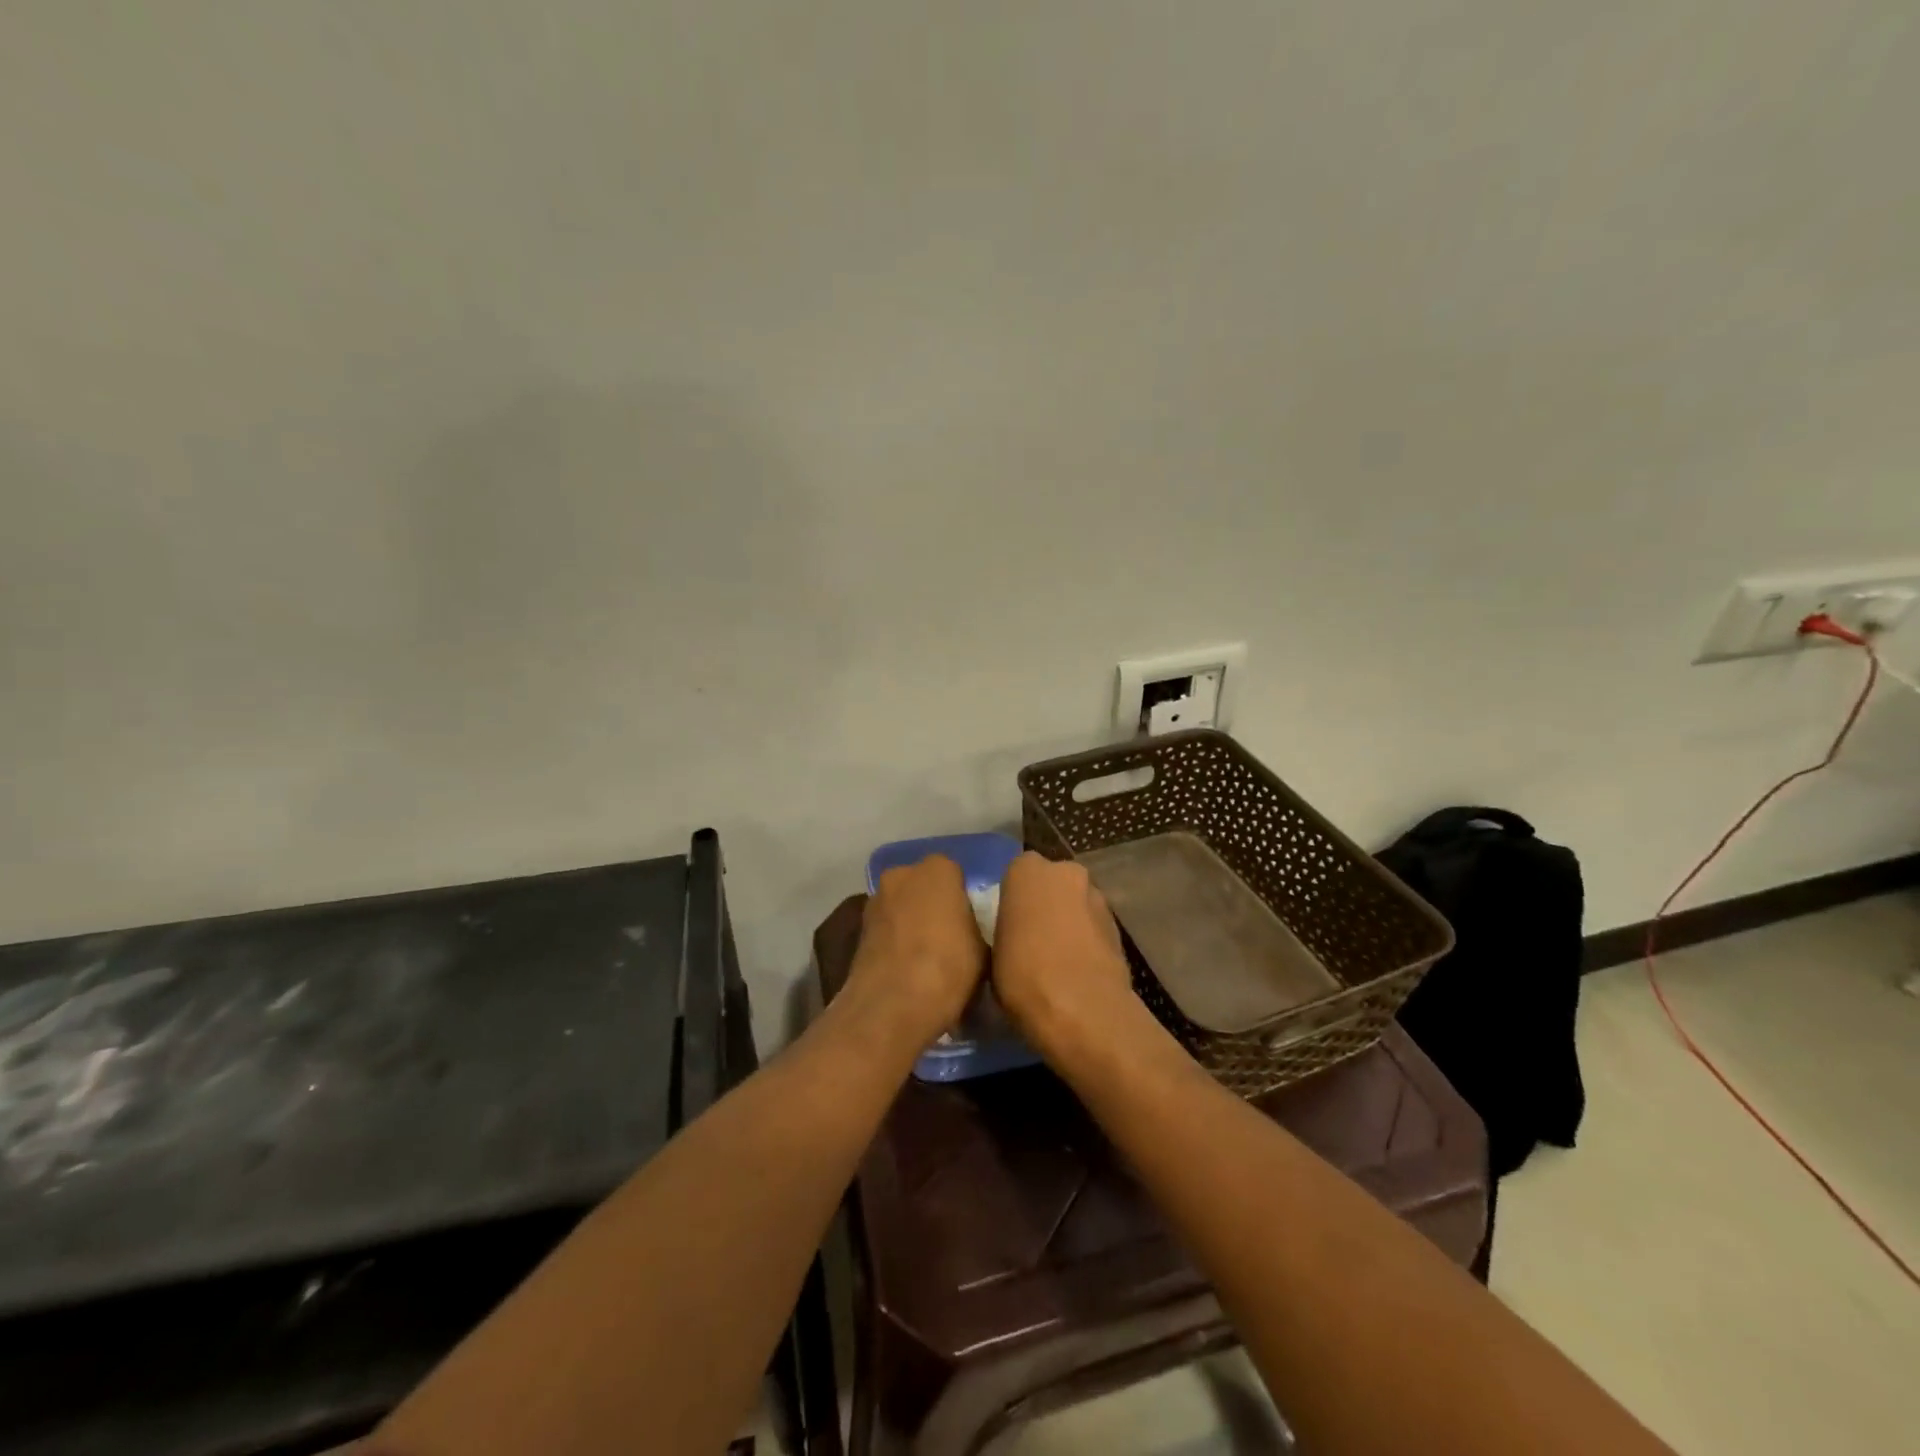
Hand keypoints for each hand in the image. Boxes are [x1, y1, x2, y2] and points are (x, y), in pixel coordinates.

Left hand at [844, 854, 986, 1051]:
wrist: (892, 1006)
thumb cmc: (948, 968)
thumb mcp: (982, 949)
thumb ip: (972, 926)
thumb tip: (965, 931)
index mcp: (938, 869)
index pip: (955, 874)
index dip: (962, 899)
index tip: (969, 923)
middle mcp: (901, 874)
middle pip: (922, 885)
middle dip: (931, 904)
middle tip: (947, 936)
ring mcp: (875, 900)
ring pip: (901, 905)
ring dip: (910, 921)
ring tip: (924, 956)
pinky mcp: (858, 928)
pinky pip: (885, 928)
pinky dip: (893, 940)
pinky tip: (904, 966)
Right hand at [991, 852, 1138, 1052]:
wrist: (1083, 1010)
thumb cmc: (1024, 976)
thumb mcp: (993, 953)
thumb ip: (1005, 930)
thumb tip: (1013, 938)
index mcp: (1027, 870)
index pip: (1016, 873)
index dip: (1013, 899)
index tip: (1008, 925)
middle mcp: (1065, 871)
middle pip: (1051, 883)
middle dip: (1044, 904)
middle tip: (1031, 939)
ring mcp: (1097, 896)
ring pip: (1075, 903)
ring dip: (1068, 921)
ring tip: (1056, 959)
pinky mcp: (1119, 925)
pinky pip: (1093, 926)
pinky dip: (1086, 941)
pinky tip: (1077, 970)